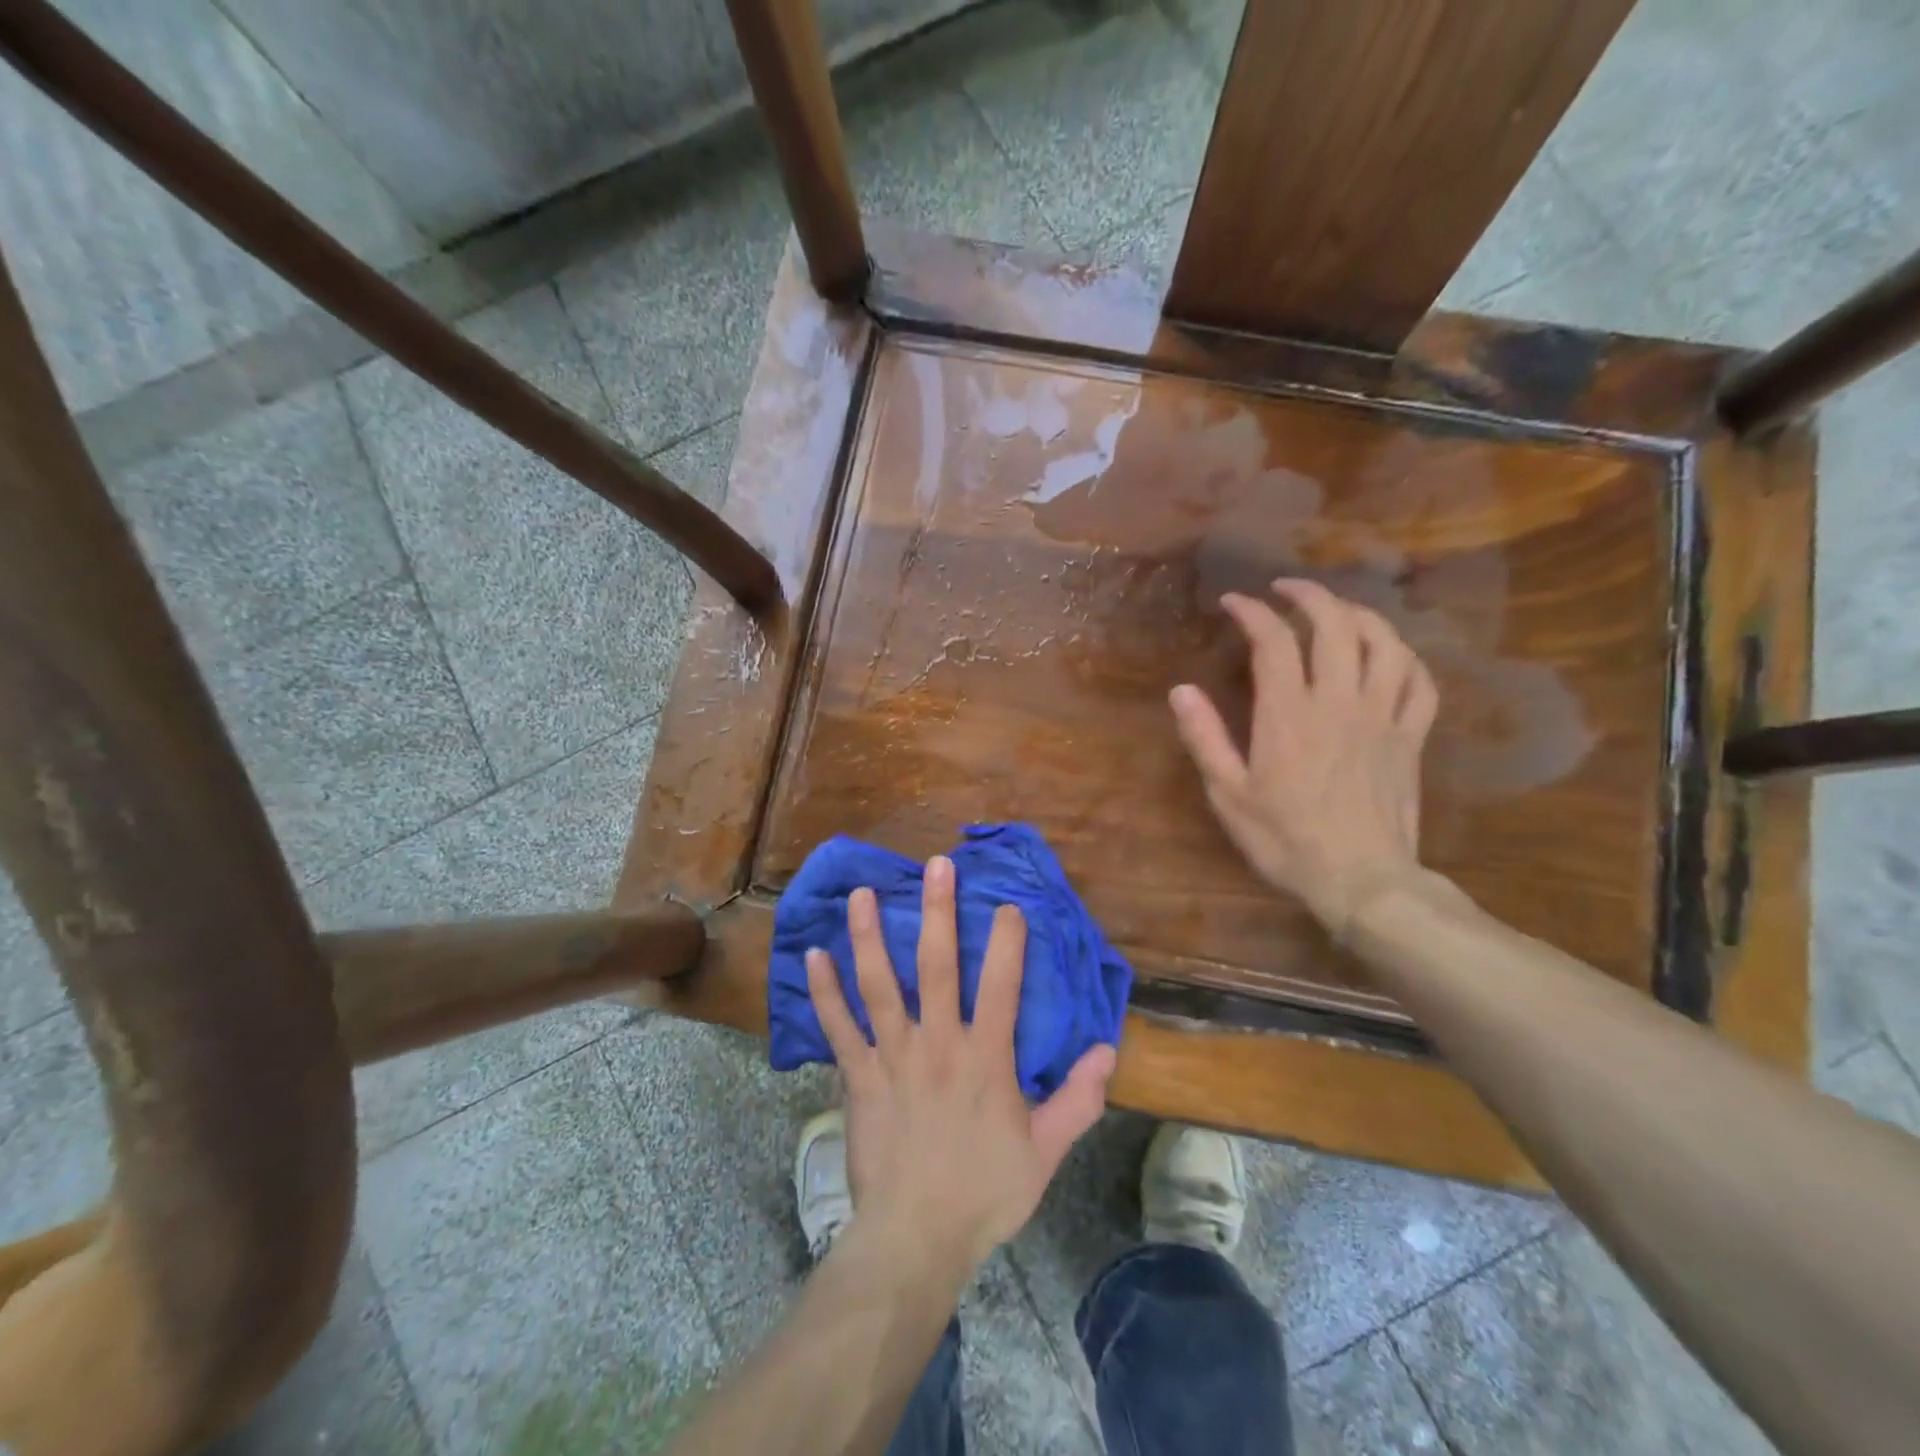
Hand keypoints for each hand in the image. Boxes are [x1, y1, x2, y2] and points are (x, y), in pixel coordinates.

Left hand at [804, 858, 1116, 1269]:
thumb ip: (1078, 1099)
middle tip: (935, 865)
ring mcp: (892, 1056)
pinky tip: (813, 956)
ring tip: (861, 894)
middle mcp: (937, 1043)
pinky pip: (838, 1026)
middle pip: (937, 965)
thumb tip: (1108, 1050)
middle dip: (939, 911)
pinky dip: (823, 991)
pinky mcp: (858, 1076)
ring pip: (879, 984)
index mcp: (985, 1057)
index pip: (1001, 984)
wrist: (915, 1238)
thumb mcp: (1045, 1152)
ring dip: (869, 936)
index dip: (1007, 941)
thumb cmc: (983, 1192)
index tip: (1008, 905)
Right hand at [1170, 578, 1438, 935]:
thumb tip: (1181, 690)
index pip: (1274, 641)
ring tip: (1338, 610)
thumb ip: (1205, 738)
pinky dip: (1405, 658)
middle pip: (1335, 626)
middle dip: (1309, 595)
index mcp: (1289, 715)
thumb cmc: (1285, 841)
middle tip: (1285, 588)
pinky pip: (1420, 683)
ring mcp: (1383, 717)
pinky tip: (1389, 656)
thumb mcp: (1229, 795)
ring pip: (1385, 643)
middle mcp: (1340, 702)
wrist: (1361, 881)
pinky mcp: (1411, 738)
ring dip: (1360, 615)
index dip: (1253, 612)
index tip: (1234, 602)